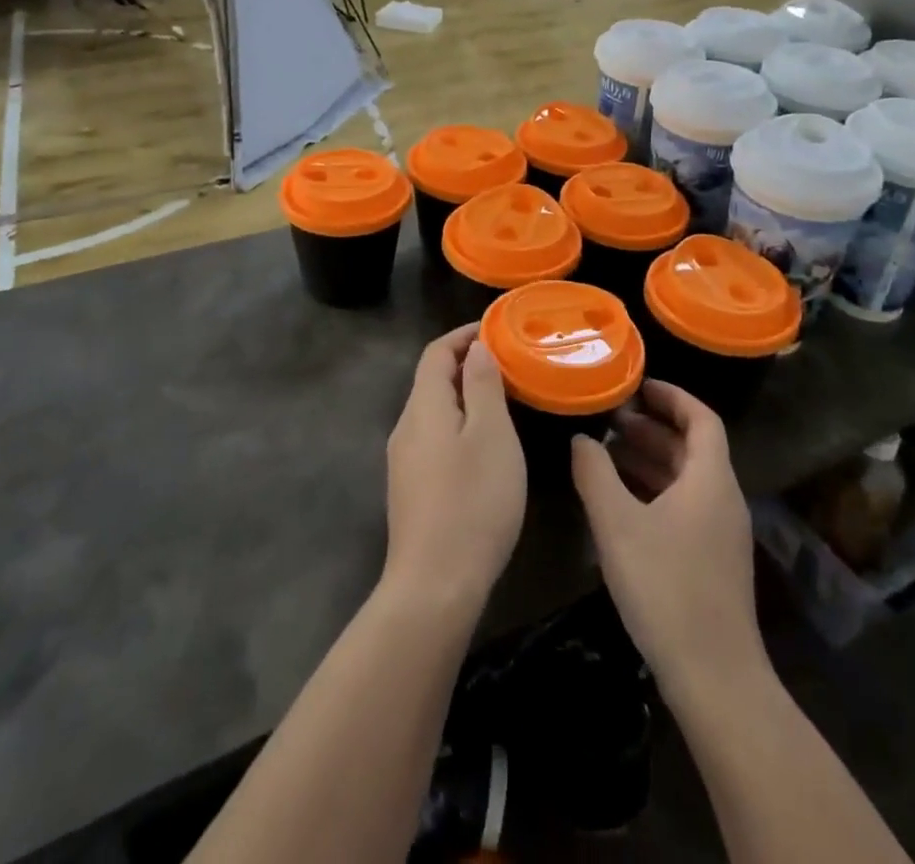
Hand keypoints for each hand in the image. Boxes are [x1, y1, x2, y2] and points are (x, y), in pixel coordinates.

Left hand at [383, 325, 526, 615]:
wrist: (434, 586)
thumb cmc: (472, 501)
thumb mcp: (491, 435)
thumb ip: (483, 385)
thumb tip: (476, 347)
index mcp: (423, 407)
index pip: (436, 352)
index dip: (464, 335)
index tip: (497, 329)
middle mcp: (406, 427)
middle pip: (432, 380)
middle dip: (467, 364)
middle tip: (509, 364)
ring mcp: (405, 461)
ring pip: (434, 411)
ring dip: (465, 396)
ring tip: (504, 399)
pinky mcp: (411, 489)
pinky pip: (435, 438)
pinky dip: (460, 425)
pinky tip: (484, 446)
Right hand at [572, 382, 763, 694]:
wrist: (714, 678)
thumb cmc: (665, 587)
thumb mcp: (617, 524)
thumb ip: (594, 474)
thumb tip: (581, 439)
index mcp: (710, 480)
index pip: (701, 418)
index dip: (672, 396)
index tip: (638, 386)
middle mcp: (722, 500)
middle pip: (692, 448)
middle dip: (652, 429)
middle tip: (611, 420)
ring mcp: (720, 534)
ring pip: (686, 480)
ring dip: (650, 461)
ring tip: (606, 454)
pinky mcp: (712, 563)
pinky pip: (684, 507)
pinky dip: (654, 492)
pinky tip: (620, 503)